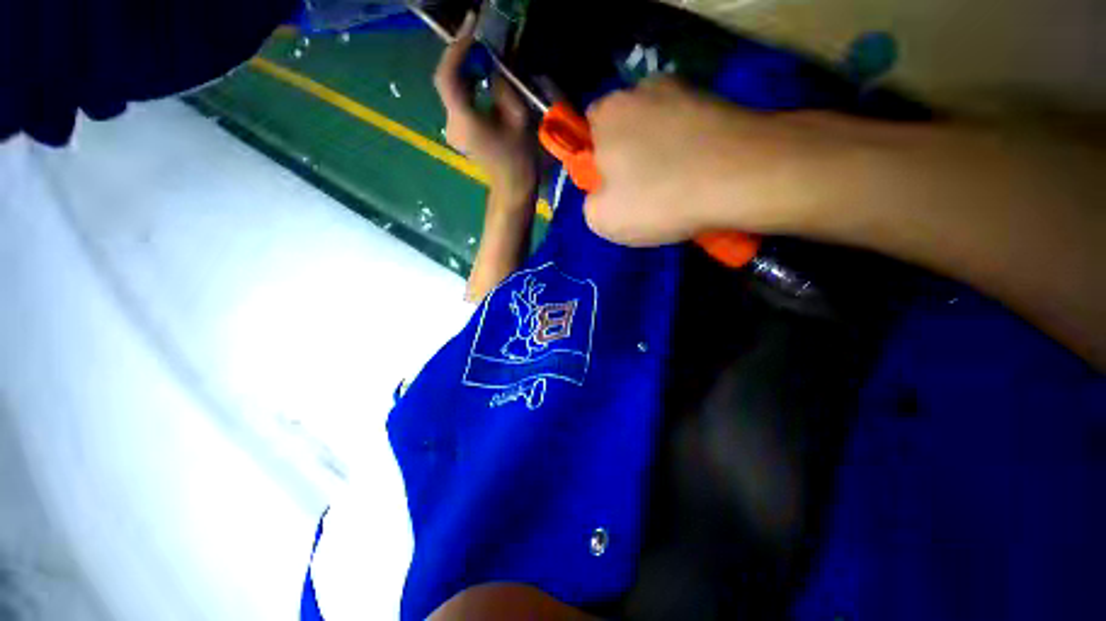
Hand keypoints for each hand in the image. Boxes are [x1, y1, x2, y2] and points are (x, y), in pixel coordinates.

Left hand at [434, 13, 537, 202]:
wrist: (512, 186)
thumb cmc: (519, 157)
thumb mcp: (517, 117)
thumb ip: (501, 87)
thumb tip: (491, 69)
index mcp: (464, 120)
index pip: (447, 77)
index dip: (456, 49)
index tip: (470, 30)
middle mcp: (451, 123)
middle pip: (447, 81)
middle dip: (461, 58)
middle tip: (479, 42)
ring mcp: (452, 130)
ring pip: (451, 91)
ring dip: (464, 72)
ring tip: (483, 60)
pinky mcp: (457, 133)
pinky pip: (457, 103)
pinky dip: (467, 88)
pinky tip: (481, 82)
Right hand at [583, 78, 833, 245]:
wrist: (741, 178)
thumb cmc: (658, 199)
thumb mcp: (602, 219)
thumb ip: (590, 204)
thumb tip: (603, 194)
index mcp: (606, 114)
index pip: (588, 133)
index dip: (598, 164)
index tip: (615, 188)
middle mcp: (641, 90)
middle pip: (626, 130)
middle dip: (630, 159)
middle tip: (646, 193)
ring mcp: (684, 90)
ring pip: (660, 130)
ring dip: (662, 155)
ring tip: (678, 187)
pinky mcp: (718, 100)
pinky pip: (690, 130)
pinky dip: (690, 150)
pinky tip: (700, 175)